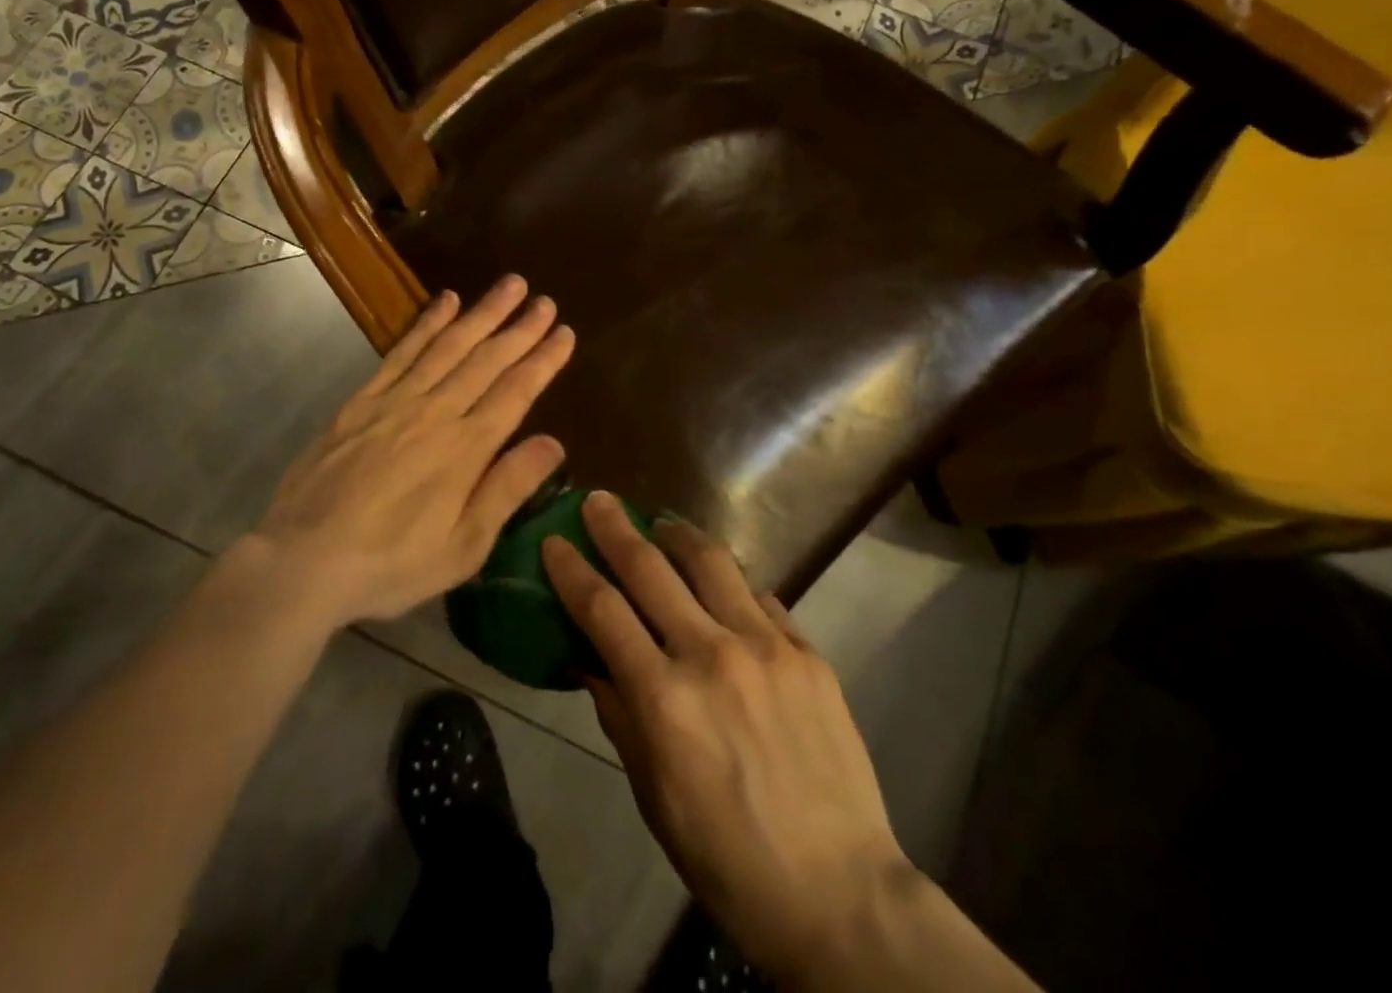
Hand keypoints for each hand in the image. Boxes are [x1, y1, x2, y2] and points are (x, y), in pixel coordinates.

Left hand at [246, 277, 573, 628]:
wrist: (303, 561)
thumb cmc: (392, 564)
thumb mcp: (463, 546)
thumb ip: (507, 489)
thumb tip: (554, 442)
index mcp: (466, 449)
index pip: (516, 392)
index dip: (544, 360)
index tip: (565, 333)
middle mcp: (436, 412)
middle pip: (487, 360)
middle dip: (520, 328)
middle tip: (545, 301)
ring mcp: (396, 401)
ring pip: (449, 345)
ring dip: (482, 313)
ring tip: (510, 285)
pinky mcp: (362, 401)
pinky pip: (402, 352)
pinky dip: (427, 323)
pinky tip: (445, 300)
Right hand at [542, 494, 908, 986]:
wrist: (837, 891)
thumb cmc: (726, 856)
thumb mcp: (652, 794)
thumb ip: (618, 714)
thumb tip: (590, 659)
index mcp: (664, 699)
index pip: (603, 612)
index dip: (572, 570)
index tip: (554, 541)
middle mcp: (711, 655)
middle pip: (650, 569)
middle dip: (615, 529)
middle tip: (597, 500)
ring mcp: (765, 646)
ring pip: (711, 563)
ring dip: (677, 533)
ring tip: (660, 522)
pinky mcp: (806, 650)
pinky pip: (760, 595)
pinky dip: (731, 581)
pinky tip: (721, 582)